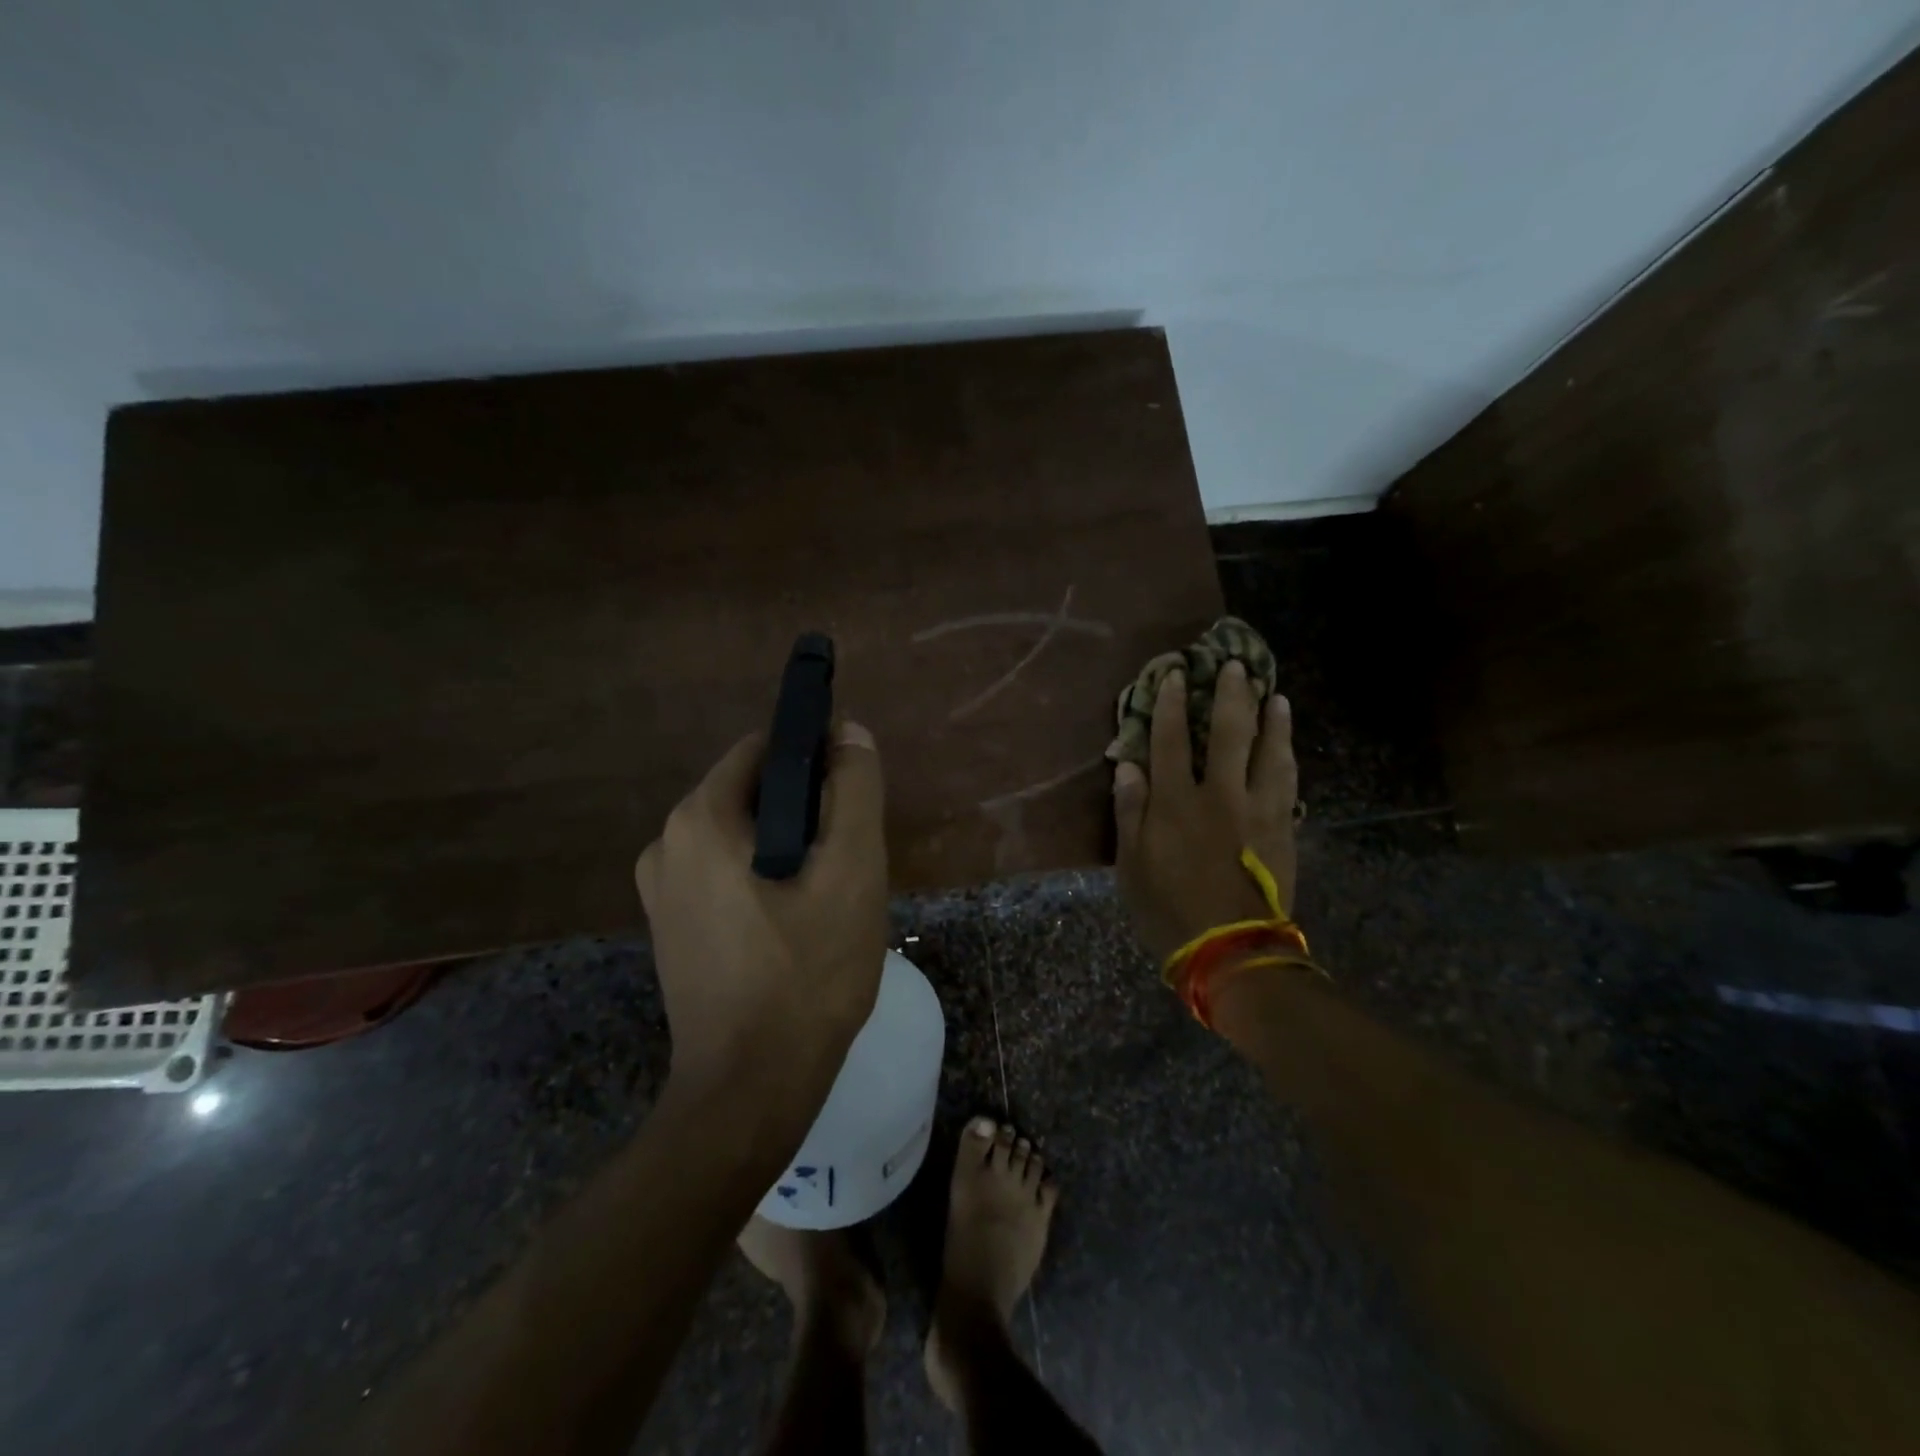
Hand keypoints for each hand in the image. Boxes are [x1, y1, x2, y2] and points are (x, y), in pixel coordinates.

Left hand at [636, 722, 887, 1097]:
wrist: (751, 1091)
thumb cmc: (807, 973)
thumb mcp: (852, 871)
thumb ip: (854, 790)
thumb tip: (849, 731)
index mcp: (700, 818)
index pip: (766, 750)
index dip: (817, 760)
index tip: (854, 800)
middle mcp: (666, 843)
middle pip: (754, 794)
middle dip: (807, 813)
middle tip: (848, 862)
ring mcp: (661, 891)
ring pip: (743, 838)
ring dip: (789, 850)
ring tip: (828, 898)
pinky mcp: (671, 929)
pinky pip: (726, 876)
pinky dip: (763, 880)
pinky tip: (796, 926)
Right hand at [1113, 662, 1297, 961]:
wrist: (1231, 950)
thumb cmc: (1168, 909)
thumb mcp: (1131, 865)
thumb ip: (1130, 811)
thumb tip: (1128, 765)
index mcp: (1175, 802)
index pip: (1169, 739)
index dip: (1170, 704)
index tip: (1175, 674)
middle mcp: (1219, 794)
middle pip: (1228, 732)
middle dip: (1230, 695)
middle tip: (1235, 666)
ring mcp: (1258, 809)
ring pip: (1268, 751)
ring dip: (1271, 719)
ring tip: (1274, 695)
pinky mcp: (1283, 828)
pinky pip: (1288, 781)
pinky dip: (1287, 756)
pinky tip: (1287, 744)